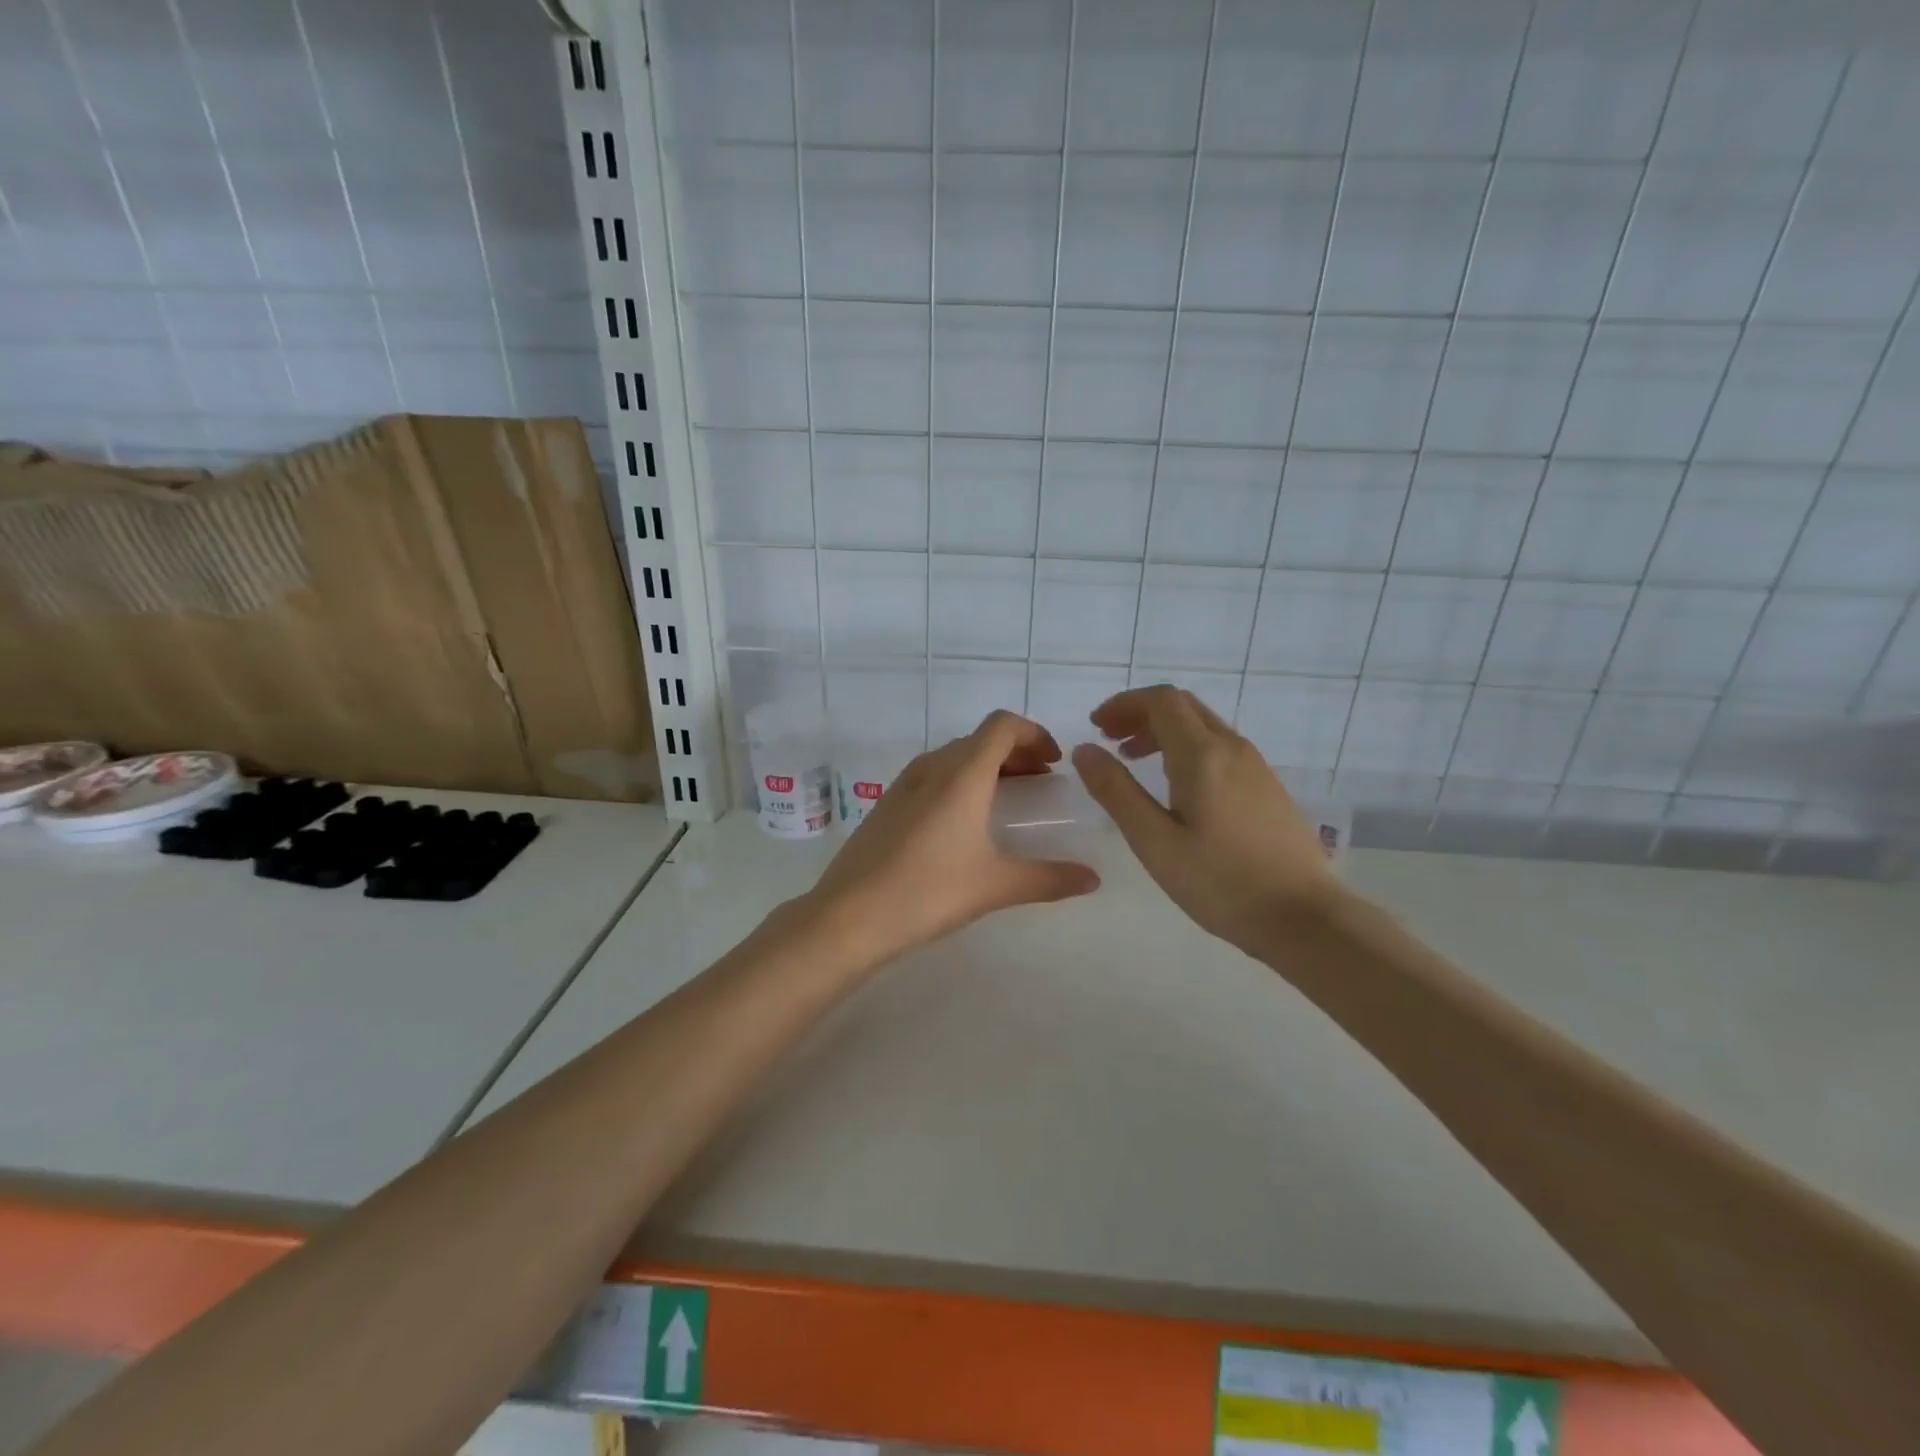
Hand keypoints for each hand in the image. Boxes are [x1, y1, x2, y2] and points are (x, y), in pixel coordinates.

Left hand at [796, 711, 1099, 970]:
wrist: (849, 916)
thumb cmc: (929, 891)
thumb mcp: (996, 885)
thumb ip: (1049, 878)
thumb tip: (1093, 880)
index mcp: (962, 774)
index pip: (1003, 725)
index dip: (1034, 734)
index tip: (1054, 763)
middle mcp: (932, 768)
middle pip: (980, 739)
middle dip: (1016, 753)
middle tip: (1040, 783)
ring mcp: (904, 784)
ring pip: (954, 757)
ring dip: (987, 767)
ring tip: (1008, 801)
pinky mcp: (887, 804)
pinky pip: (933, 776)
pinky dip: (959, 782)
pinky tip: (964, 823)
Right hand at [1072, 685, 1339, 956]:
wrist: (1305, 917)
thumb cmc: (1221, 882)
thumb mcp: (1154, 841)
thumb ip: (1116, 791)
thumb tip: (1085, 749)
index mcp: (1202, 754)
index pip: (1161, 701)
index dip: (1124, 704)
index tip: (1096, 727)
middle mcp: (1232, 748)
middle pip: (1182, 706)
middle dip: (1141, 714)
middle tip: (1110, 740)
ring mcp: (1256, 766)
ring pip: (1203, 726)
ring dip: (1163, 731)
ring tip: (1134, 761)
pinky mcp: (1267, 787)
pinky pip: (1219, 748)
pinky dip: (1187, 748)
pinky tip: (1176, 787)